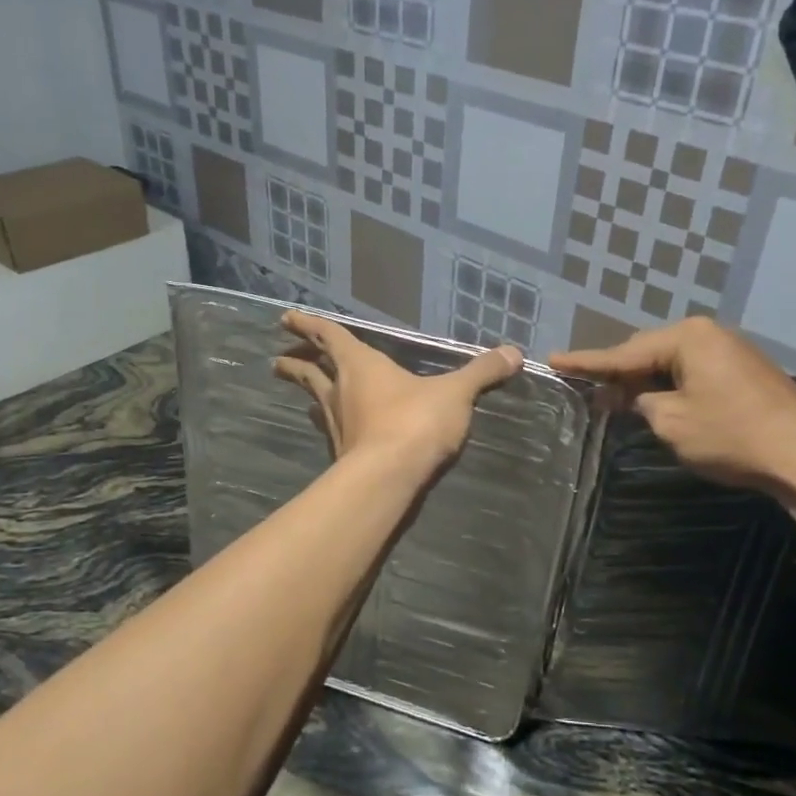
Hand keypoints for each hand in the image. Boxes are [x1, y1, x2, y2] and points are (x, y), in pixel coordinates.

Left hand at [274, 311, 522, 474]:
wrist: (390, 478)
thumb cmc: (416, 422)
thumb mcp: (455, 393)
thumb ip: (482, 372)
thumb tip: (514, 353)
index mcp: (361, 366)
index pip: (329, 337)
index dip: (309, 325)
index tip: (286, 318)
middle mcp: (341, 391)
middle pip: (311, 371)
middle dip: (296, 362)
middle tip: (280, 359)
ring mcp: (338, 425)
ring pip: (316, 402)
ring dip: (307, 394)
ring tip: (303, 394)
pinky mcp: (342, 455)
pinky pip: (331, 431)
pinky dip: (330, 424)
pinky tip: (336, 432)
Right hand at [551, 318, 795, 498]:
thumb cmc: (731, 436)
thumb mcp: (671, 422)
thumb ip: (641, 403)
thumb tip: (633, 397)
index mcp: (688, 338)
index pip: (624, 352)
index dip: (586, 362)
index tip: (553, 359)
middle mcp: (708, 334)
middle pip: (648, 352)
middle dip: (618, 373)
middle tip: (585, 388)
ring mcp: (730, 350)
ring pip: (671, 363)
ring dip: (645, 382)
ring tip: (614, 398)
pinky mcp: (743, 371)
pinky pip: (693, 372)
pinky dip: (670, 386)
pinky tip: (656, 401)